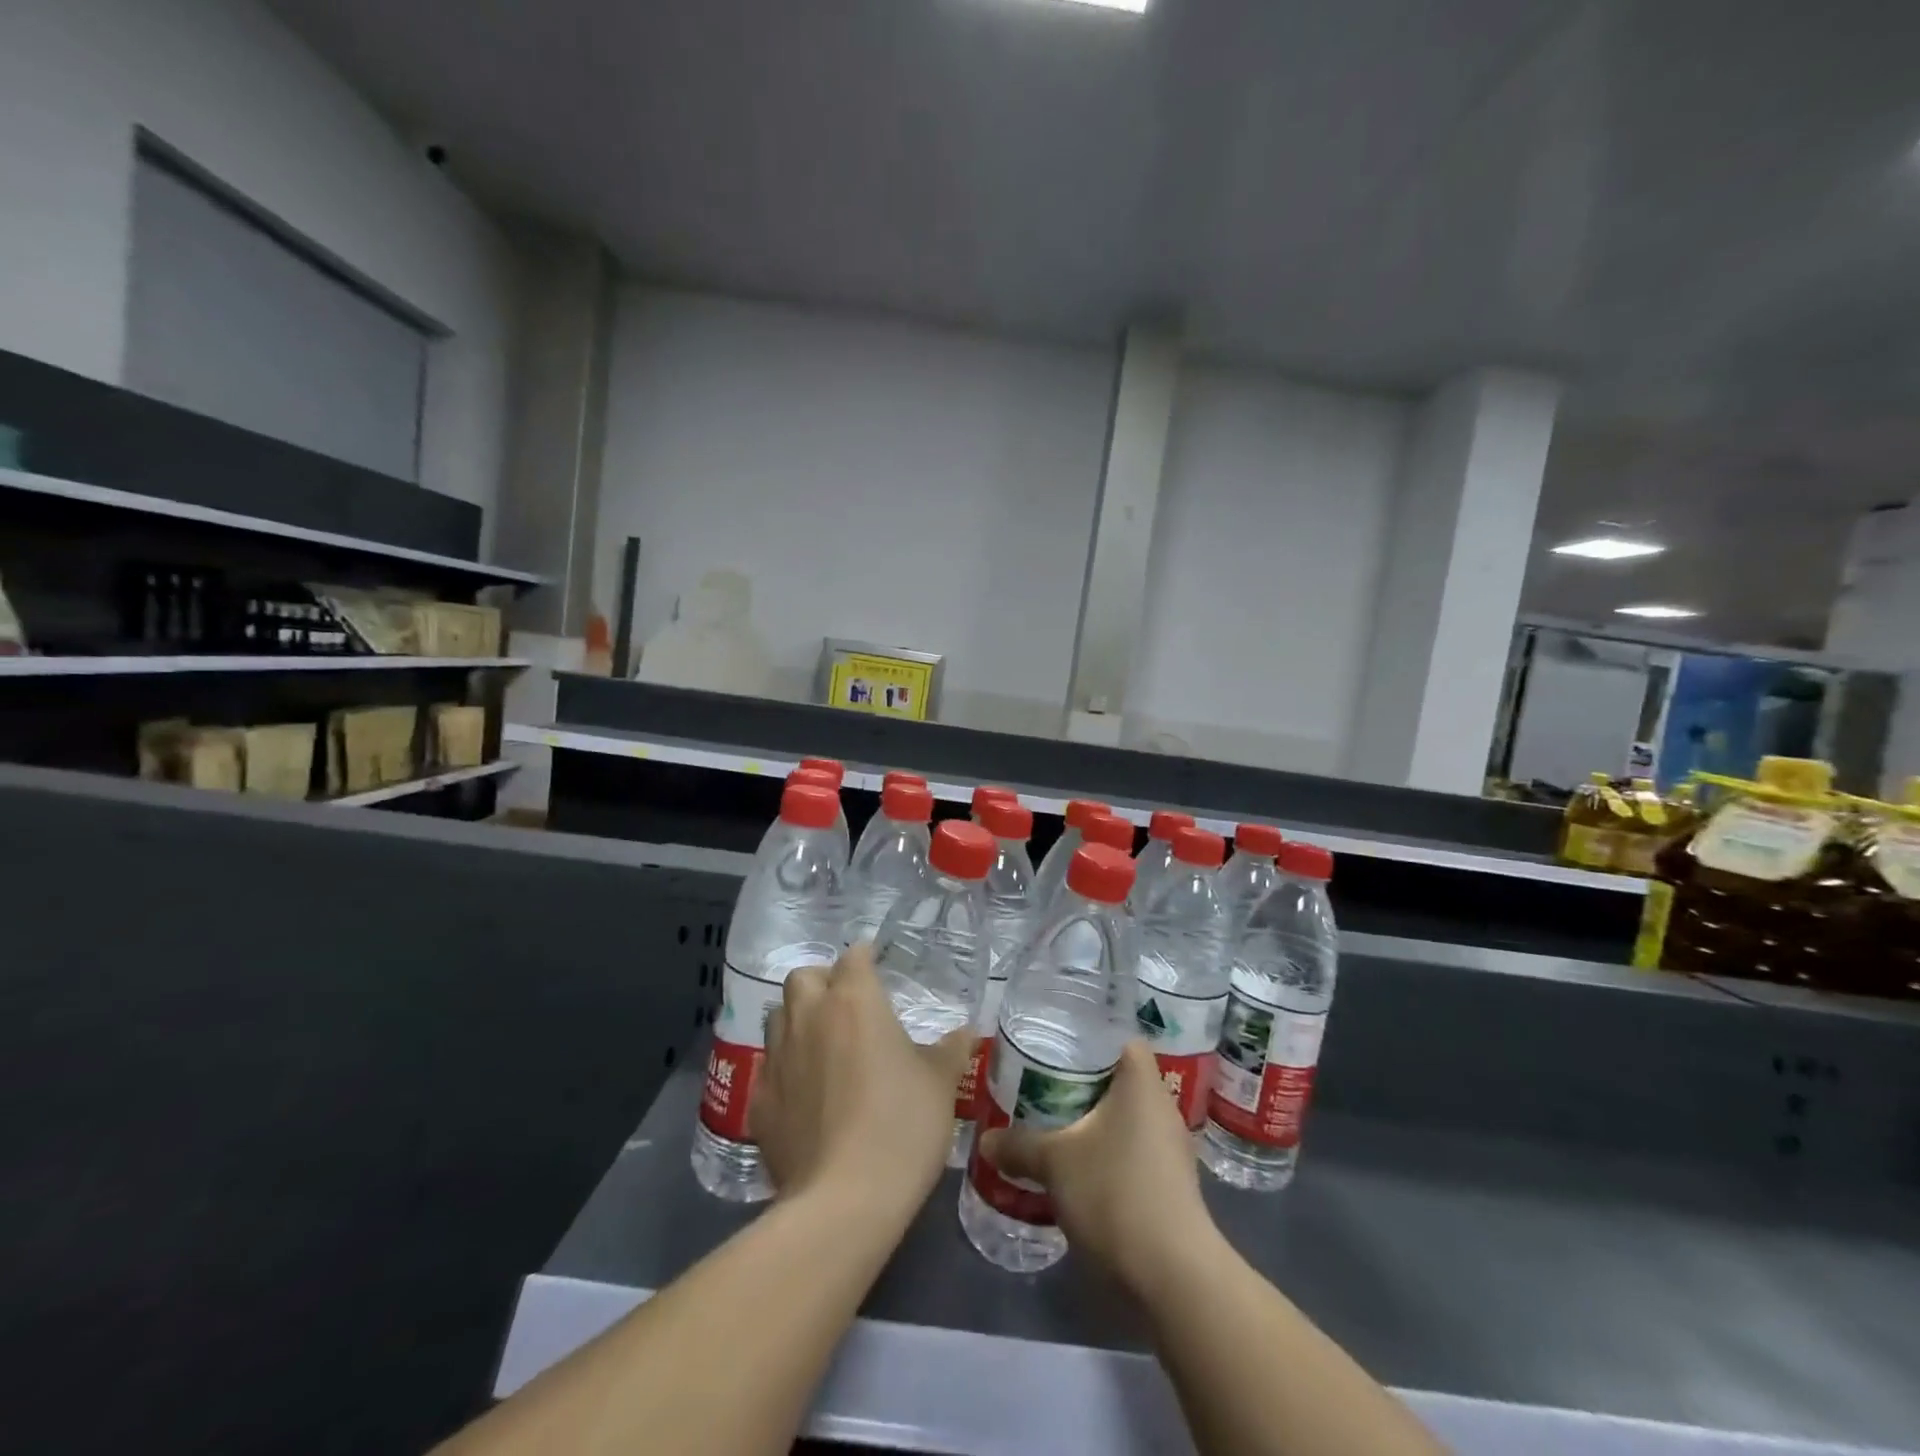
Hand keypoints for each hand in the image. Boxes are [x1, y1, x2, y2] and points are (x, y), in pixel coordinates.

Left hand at [750, 943, 971, 1219]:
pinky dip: (785, 1069)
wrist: (843, 1201)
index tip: (877, 965)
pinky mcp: (759, 1100)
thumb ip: (951, 1050)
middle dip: (823, 982)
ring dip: (797, 1019)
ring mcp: (778, 1057)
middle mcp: (809, 1016)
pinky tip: (803, 1095)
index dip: (866, 957)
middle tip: (846, 1005)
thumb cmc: (902, 1126)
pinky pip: (769, 1068)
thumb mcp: (941, 1084)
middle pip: (804, 977)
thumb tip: (966, 1031)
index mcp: (854, 1001)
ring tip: (821, 1043)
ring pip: (778, 1017)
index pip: (854, 957)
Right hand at [979, 1040, 1223, 1300]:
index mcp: (1142, 1083)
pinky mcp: (1171, 1185)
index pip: (1121, 1039)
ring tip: (1053, 1124)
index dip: (1090, 1037)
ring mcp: (1170, 1149)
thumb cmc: (1115, 1192)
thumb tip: (986, 1140)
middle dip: (1083, 1081)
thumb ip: (1019, 1145)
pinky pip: (1133, 1151)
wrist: (1172, 1275)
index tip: (1056, 1044)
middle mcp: (1162, 1108)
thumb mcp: (1055, 1163)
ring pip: (1126, 1118)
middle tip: (1041, 1083)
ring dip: (1094, 1121)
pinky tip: (1077, 1167)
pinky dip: (1107, 1152)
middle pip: (1121, 1078)